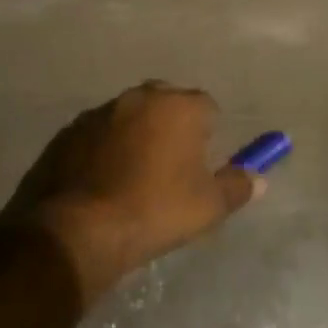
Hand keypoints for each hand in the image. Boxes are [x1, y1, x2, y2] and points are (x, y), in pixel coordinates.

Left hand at [21, 84, 260, 302]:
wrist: (78, 230)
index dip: (208, 132)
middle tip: (170, 167)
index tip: (202, 162)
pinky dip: (103, 149)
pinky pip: (97, 134)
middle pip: (165, 102)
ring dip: (135, 135)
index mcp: (178, 106)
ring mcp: (99, 112)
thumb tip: (259, 178)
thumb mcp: (208, 206)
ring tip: (133, 177)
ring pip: (128, 116)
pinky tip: (101, 182)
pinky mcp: (68, 132)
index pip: (206, 106)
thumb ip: (237, 186)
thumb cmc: (154, 211)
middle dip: (171, 125)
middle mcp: (139, 97)